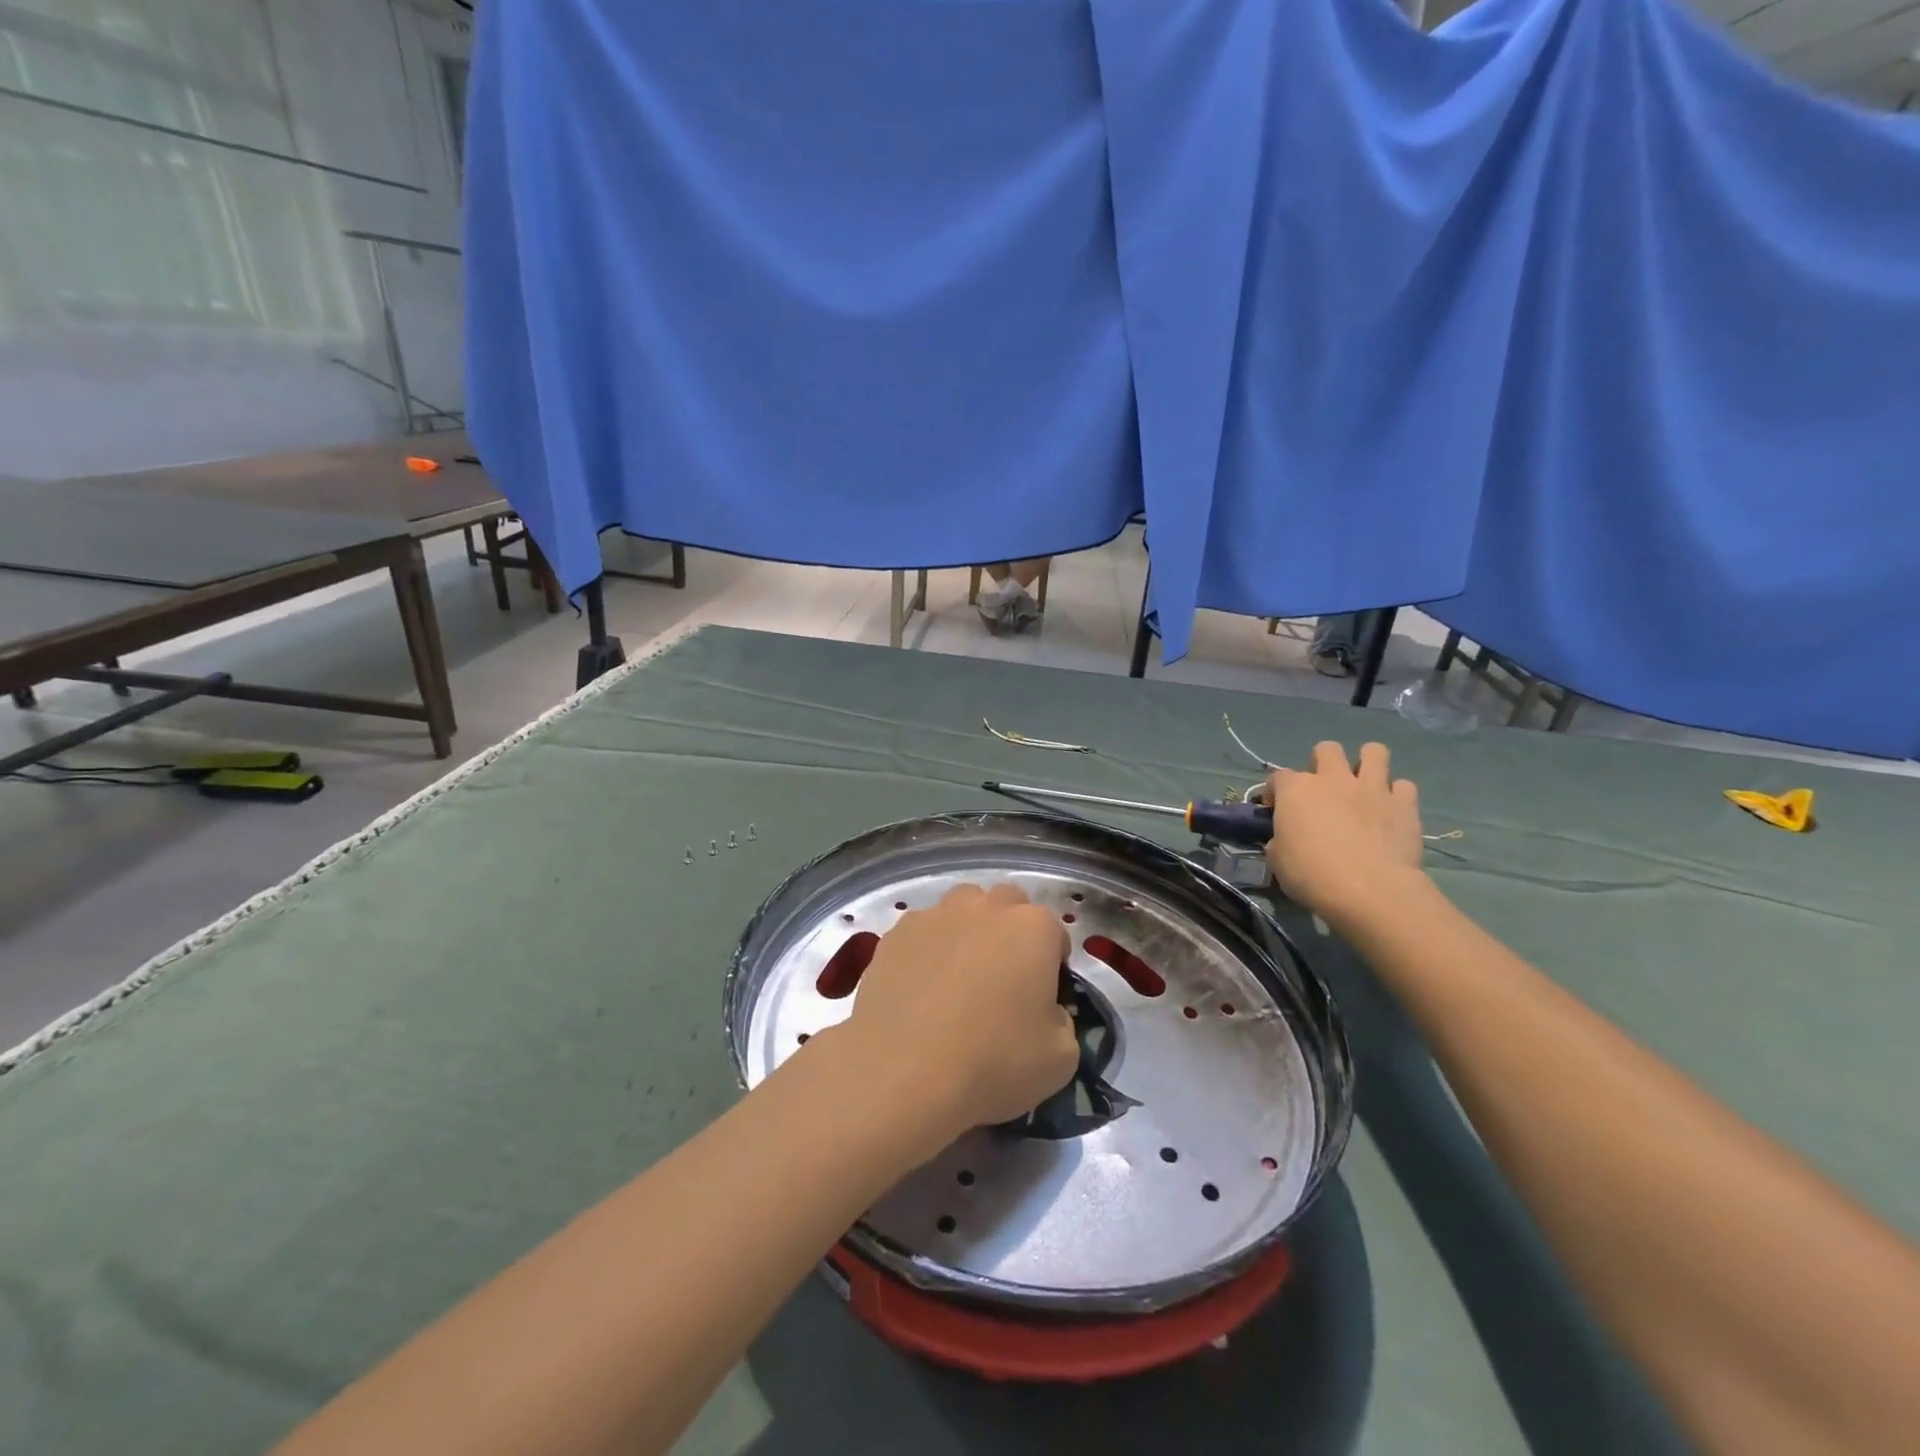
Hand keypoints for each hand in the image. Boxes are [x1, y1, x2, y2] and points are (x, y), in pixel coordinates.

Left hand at [841, 884, 1078, 1145]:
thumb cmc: (993, 1063)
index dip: (1051, 966)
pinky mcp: (895, 934)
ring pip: (961, 910)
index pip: (1054, 933)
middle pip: (1007, 906)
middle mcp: (985, 907)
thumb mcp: (1061, 1059)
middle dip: (1010, 933)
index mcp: (1033, 928)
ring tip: (957, 982)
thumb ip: (1063, 1021)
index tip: (1042, 999)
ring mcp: (935, 915)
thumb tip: (1045, 1011)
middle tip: (1002, 982)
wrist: (902, 1074)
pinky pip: (922, 933)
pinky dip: (927, 952)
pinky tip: (920, 992)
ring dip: (967, 933)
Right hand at [1265, 742, 1426, 926]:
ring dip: (1367, 763)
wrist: (1370, 891)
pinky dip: (1397, 794)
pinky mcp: (1404, 804)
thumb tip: (1284, 839)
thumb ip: (1280, 840)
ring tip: (1363, 785)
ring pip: (1374, 752)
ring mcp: (1372, 787)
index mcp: (1296, 790)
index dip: (1276, 792)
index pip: (1278, 777)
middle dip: (1323, 763)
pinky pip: (1404, 786)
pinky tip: (1391, 810)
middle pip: (1327, 749)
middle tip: (1323, 789)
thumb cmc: (1313, 875)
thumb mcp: (1278, 860)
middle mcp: (1333, 779)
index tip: (1276, 810)